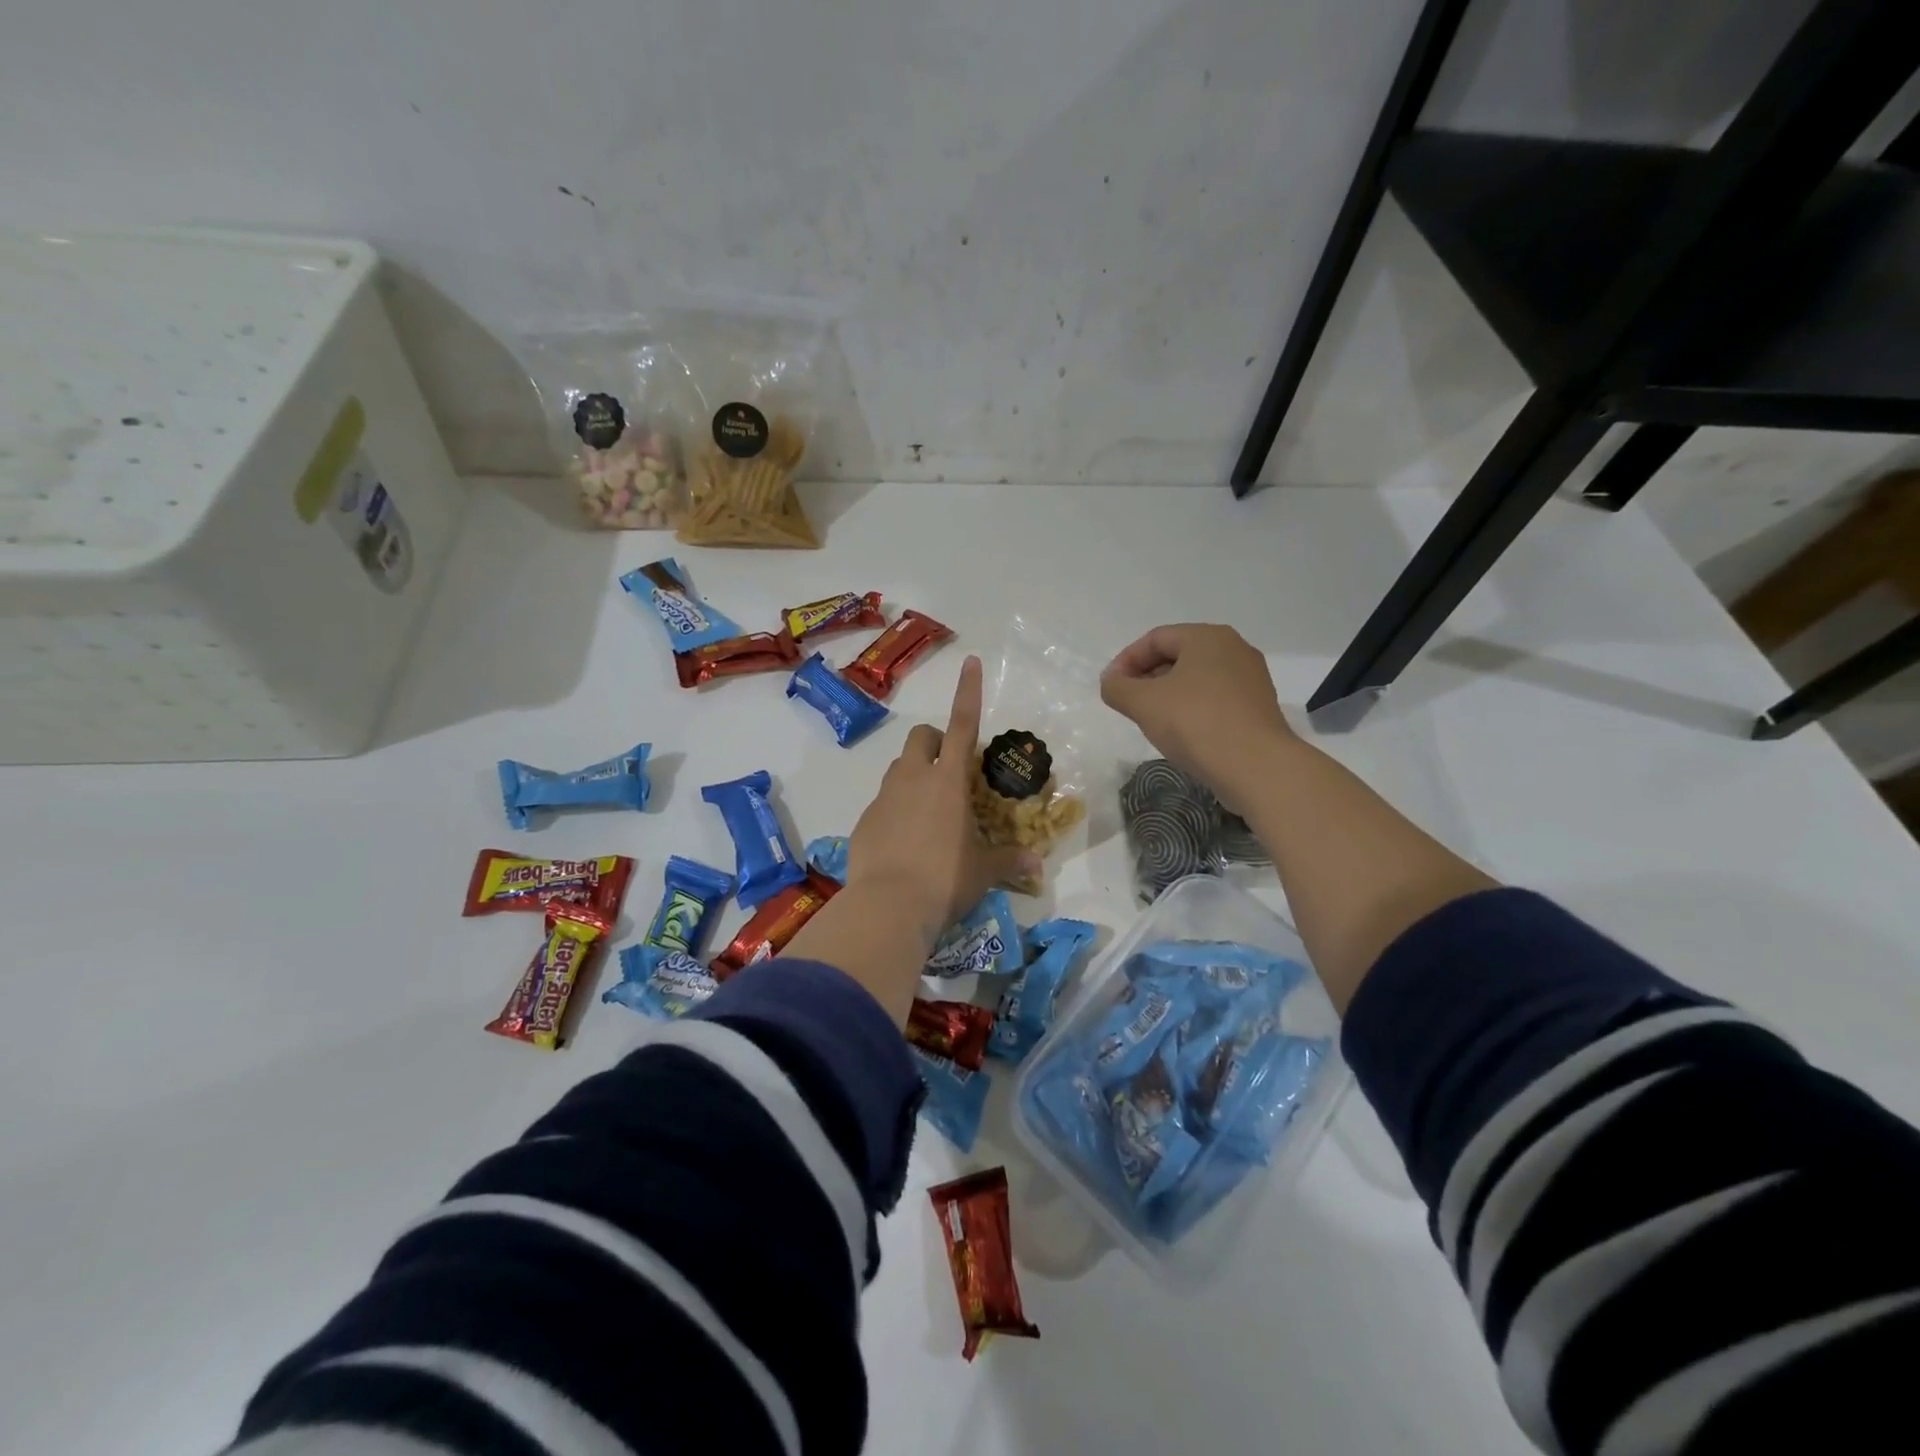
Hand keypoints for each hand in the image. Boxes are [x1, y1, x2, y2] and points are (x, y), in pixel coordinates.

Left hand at [846, 655, 1039, 933]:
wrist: (887, 906)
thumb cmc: (945, 879)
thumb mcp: (983, 871)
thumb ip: (1009, 860)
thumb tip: (1036, 864)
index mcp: (948, 781)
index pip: (963, 724)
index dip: (968, 691)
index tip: (970, 662)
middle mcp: (914, 778)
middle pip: (921, 737)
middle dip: (935, 742)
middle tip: (949, 771)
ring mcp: (884, 797)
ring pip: (899, 768)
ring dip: (915, 776)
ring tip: (929, 812)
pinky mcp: (864, 820)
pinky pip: (882, 803)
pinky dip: (896, 811)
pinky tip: (904, 843)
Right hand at [1100, 623, 1294, 810]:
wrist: (1256, 767)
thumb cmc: (1195, 723)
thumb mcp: (1143, 703)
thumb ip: (1117, 688)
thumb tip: (1111, 683)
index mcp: (1207, 637)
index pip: (1155, 638)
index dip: (1126, 661)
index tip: (1110, 688)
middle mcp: (1234, 648)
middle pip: (1178, 655)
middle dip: (1147, 677)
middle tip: (1128, 704)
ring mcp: (1251, 678)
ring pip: (1197, 678)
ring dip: (1168, 695)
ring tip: (1151, 720)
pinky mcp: (1258, 707)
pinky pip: (1215, 698)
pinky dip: (1192, 709)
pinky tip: (1182, 733)